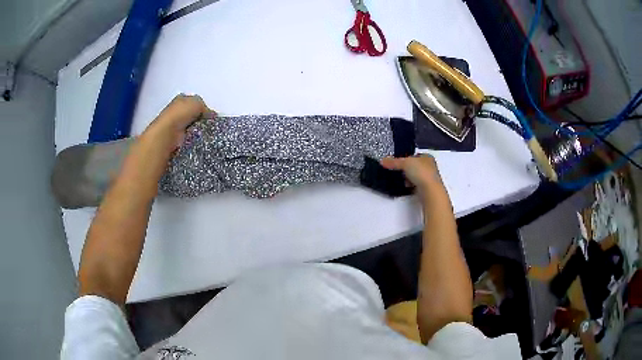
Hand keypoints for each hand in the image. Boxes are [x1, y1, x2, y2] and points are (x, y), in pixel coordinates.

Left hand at [144, 94, 214, 150]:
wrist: (167, 133)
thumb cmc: (181, 113)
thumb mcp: (197, 102)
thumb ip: (205, 107)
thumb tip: (211, 115)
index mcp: (181, 99)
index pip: (194, 102)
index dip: (202, 108)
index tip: (210, 116)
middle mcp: (176, 111)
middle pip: (192, 115)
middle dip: (200, 120)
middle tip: (208, 125)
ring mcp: (174, 125)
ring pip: (190, 127)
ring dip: (196, 131)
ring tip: (203, 134)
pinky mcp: (175, 138)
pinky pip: (188, 137)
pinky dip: (192, 139)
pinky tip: (197, 140)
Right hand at [380, 155, 445, 199]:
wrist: (430, 190)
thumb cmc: (421, 172)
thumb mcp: (405, 163)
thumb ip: (394, 162)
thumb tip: (382, 161)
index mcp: (427, 157)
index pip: (415, 155)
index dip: (406, 158)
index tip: (398, 162)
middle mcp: (430, 166)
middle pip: (414, 166)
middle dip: (406, 170)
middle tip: (398, 171)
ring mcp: (429, 178)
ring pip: (415, 176)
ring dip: (408, 179)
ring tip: (402, 180)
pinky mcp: (427, 188)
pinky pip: (416, 185)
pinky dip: (410, 186)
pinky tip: (407, 187)